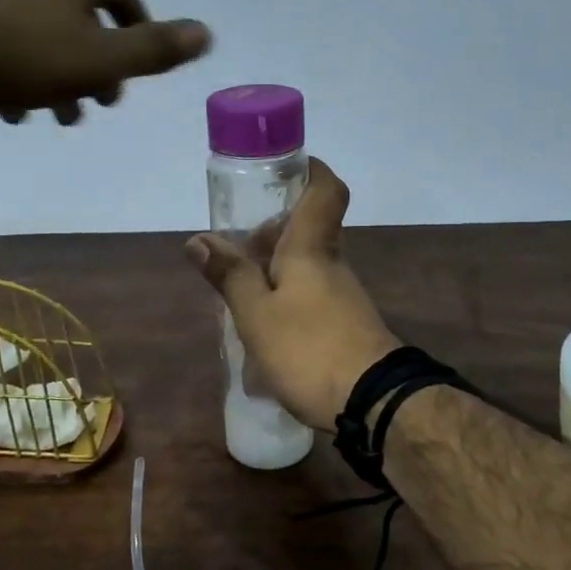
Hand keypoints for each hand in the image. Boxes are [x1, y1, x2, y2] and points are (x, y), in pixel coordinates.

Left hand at [0, 0, 210, 123]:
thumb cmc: (21, 53)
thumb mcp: (100, 60)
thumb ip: (154, 50)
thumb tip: (207, 33)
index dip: (136, 26)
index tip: (136, 64)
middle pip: (80, 14)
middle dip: (94, 63)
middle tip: (98, 103)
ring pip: (41, 30)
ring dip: (56, 74)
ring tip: (55, 116)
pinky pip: (3, 36)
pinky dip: (17, 69)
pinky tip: (10, 108)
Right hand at [186, 159, 400, 429]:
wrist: (373, 403)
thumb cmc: (308, 348)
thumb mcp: (256, 314)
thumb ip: (229, 275)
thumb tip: (197, 239)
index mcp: (311, 248)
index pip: (325, 191)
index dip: (311, 170)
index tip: (286, 167)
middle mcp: (332, 264)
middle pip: (307, 230)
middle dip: (272, 232)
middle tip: (234, 247)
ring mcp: (344, 296)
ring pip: (307, 266)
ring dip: (275, 271)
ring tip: (238, 293)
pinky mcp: (347, 326)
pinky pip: (312, 297)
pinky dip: (287, 299)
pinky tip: (264, 326)